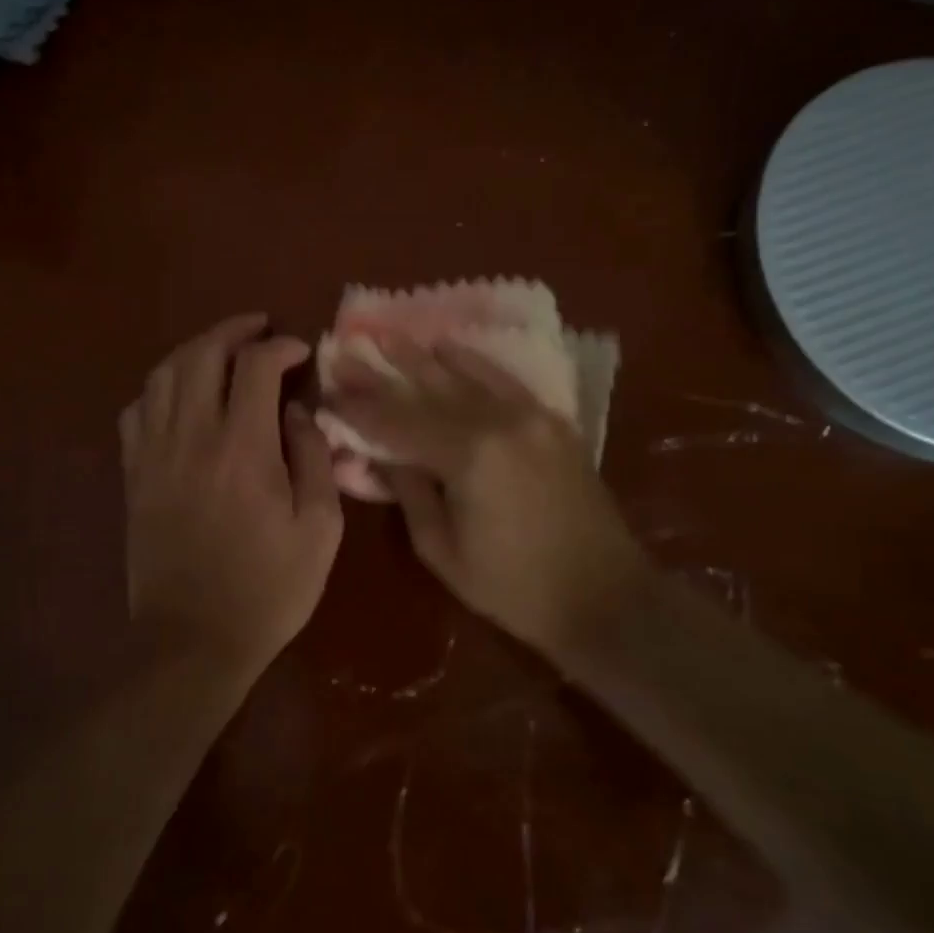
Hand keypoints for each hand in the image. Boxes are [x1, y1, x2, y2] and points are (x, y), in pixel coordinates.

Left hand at [120, 314, 344, 667]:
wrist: (193, 640)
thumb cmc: (268, 589)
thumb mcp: (319, 529)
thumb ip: (314, 460)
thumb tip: (297, 413)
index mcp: (243, 448)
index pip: (255, 366)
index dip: (280, 347)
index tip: (299, 351)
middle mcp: (191, 437)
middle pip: (201, 354)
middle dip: (233, 330)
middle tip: (258, 329)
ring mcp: (153, 454)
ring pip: (163, 375)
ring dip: (194, 350)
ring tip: (220, 350)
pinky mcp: (133, 475)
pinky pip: (136, 410)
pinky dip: (158, 388)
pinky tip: (178, 395)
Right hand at [325, 336, 648, 653]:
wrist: (604, 595)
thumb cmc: (514, 586)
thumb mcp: (442, 550)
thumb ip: (408, 492)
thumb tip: (380, 454)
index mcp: (467, 456)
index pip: (397, 422)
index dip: (359, 409)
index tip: (329, 393)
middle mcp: (498, 421)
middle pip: (427, 391)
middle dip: (383, 374)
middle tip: (348, 352)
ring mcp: (530, 416)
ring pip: (465, 377)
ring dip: (423, 357)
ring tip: (389, 337)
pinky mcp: (552, 421)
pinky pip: (505, 381)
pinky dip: (474, 362)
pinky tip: (450, 347)